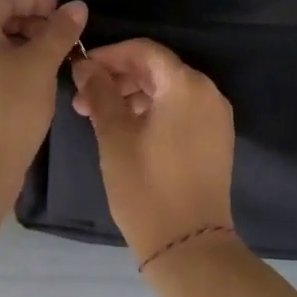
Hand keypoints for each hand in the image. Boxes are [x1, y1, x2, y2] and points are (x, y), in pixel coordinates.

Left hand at [0, 0, 87, 168]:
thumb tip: (77, 6)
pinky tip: (32, 81)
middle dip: (32, 22)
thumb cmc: (8, 105)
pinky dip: (9, 64)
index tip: (67, 13)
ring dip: (23, 45)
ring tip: (53, 59)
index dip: (38, 0)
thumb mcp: (41, 64)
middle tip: (63, 37)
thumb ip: (60, 31)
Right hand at [70, 39, 235, 261]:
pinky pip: (180, 109)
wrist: (189, 246)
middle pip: (157, 69)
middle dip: (117, 78)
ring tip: (98, 116)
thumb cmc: (146, 186)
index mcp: (186, 85)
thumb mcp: (114, 136)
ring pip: (168, 90)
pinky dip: (152, 110)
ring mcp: (215, 117)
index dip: (110, 55)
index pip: (144, 50)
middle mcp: (207, 92)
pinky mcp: (215, 139)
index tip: (81, 69)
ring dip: (132, 95)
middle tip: (82, 98)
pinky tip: (125, 128)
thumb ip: (99, 93)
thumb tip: (85, 66)